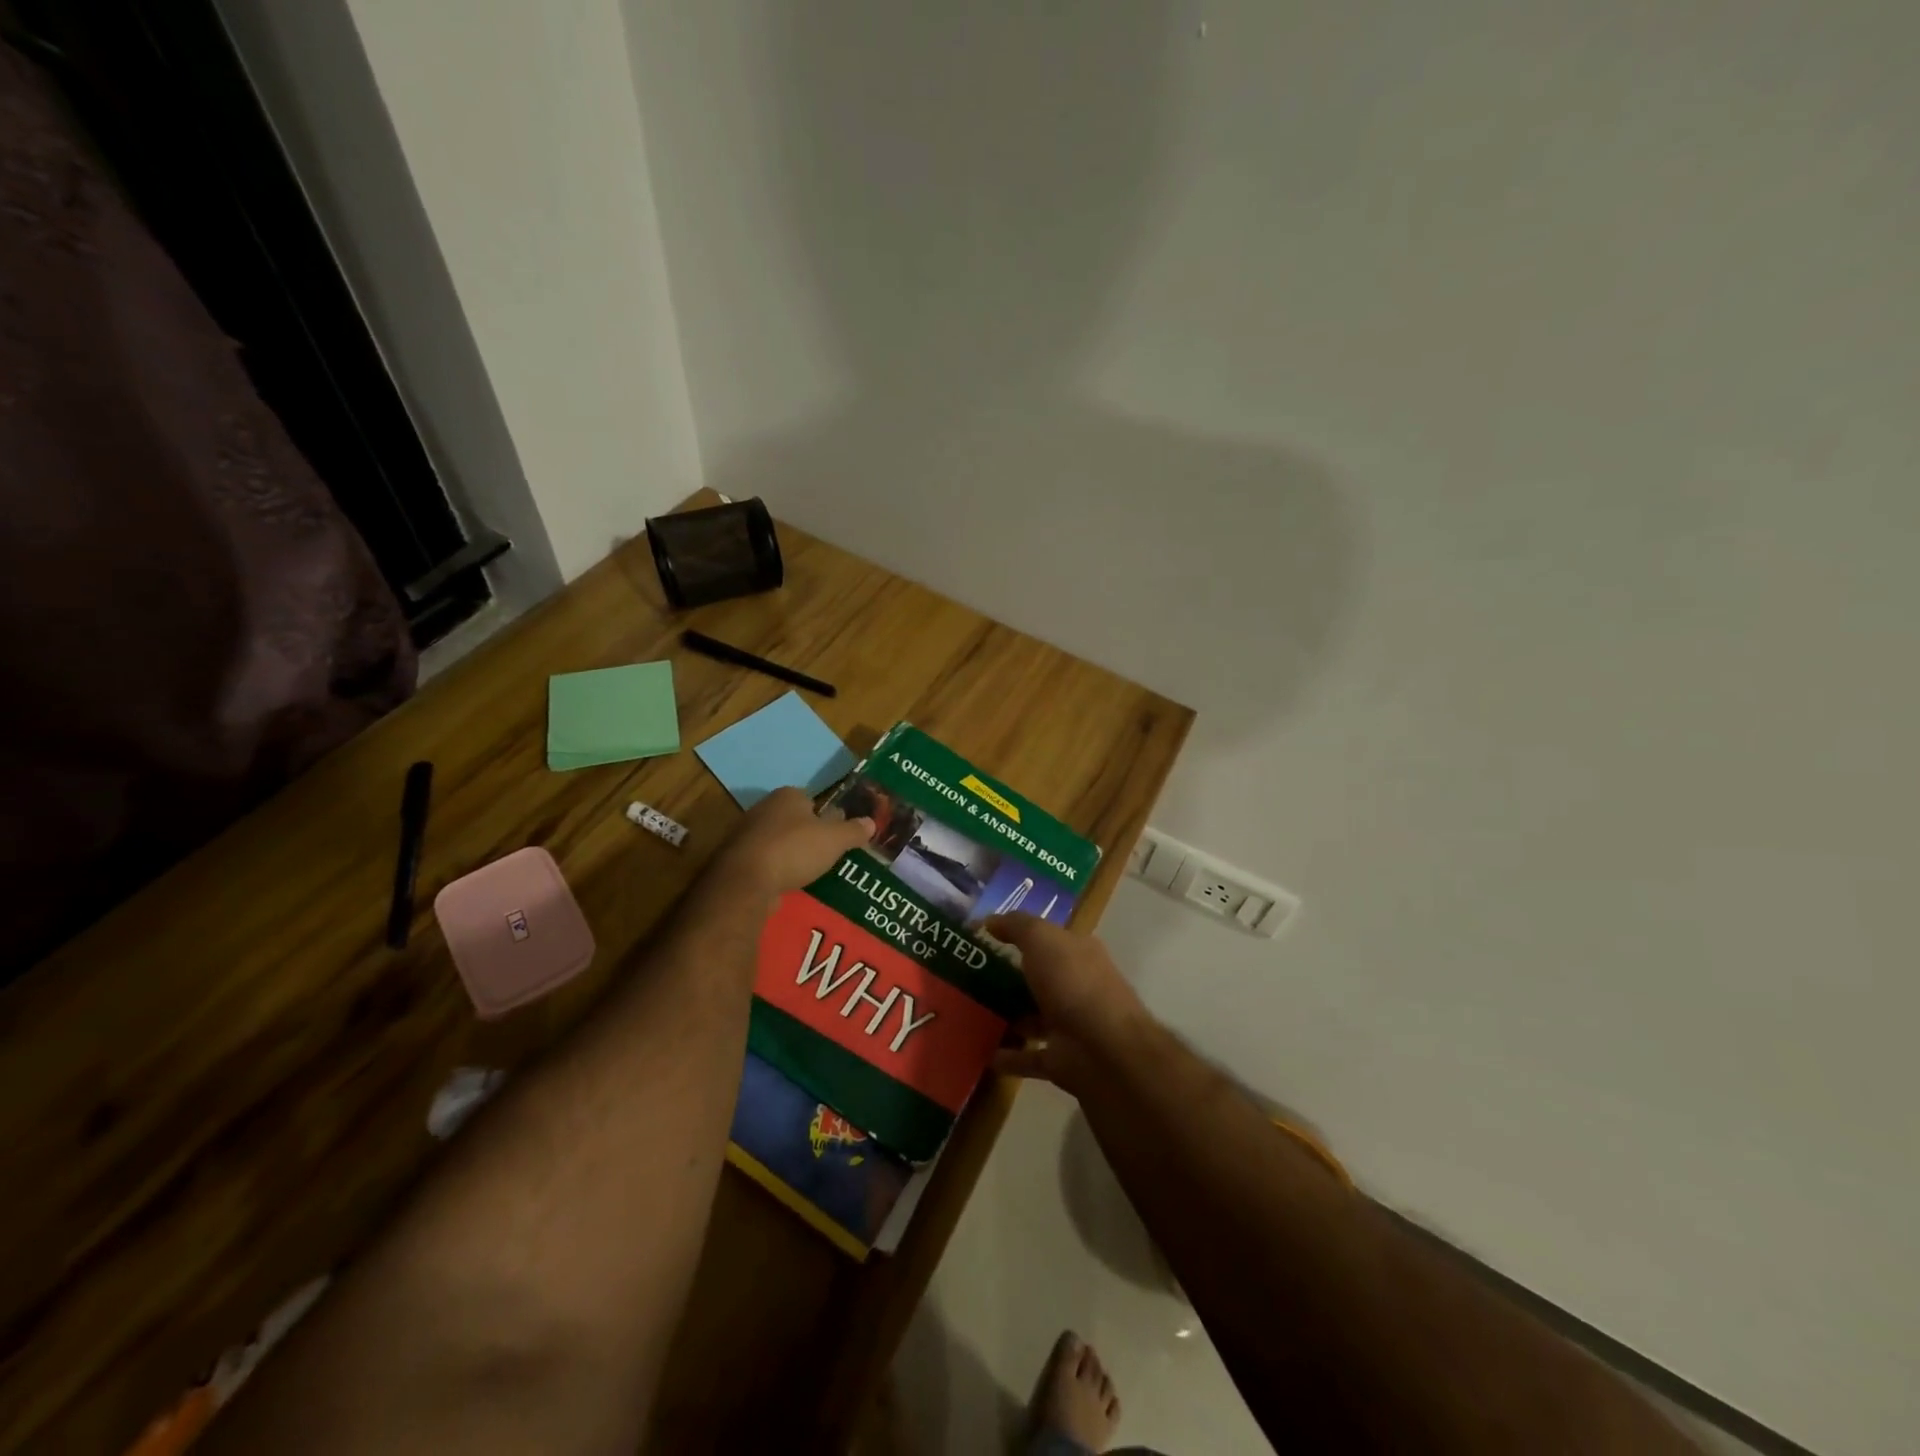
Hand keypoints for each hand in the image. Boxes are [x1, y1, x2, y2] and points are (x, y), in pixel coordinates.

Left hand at [708, 787, 873, 900]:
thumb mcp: (834, 840)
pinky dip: (775, 871)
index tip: (835, 835)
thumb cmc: (794, 850)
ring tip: (808, 873)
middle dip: (807, 835)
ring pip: (777, 842)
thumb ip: (853, 830)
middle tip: (825, 855)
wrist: (746, 881)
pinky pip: (764, 862)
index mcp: (787, 795)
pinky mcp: (736, 860)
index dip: (825, 816)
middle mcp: (764, 808)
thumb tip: (871, 822)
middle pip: (793, 820)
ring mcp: (746, 834)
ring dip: (790, 855)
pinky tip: (786, 885)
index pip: (811, 800)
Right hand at [986, 914, 1151, 1093]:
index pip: (1047, 939)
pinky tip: (984, 1053)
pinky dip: (1010, 1057)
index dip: (1018, 935)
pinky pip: (1030, 1057)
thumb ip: (1016, 926)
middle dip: (1010, 977)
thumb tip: (989, 920)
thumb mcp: (1042, 939)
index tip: (983, 939)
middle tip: (970, 978)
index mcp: (1078, 953)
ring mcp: (1071, 1026)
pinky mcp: (1063, 1061)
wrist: (1105, 1050)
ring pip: (1034, 1018)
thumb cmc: (1073, 983)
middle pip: (1040, 978)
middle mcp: (1077, 986)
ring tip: (973, 1014)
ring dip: (1010, 1016)